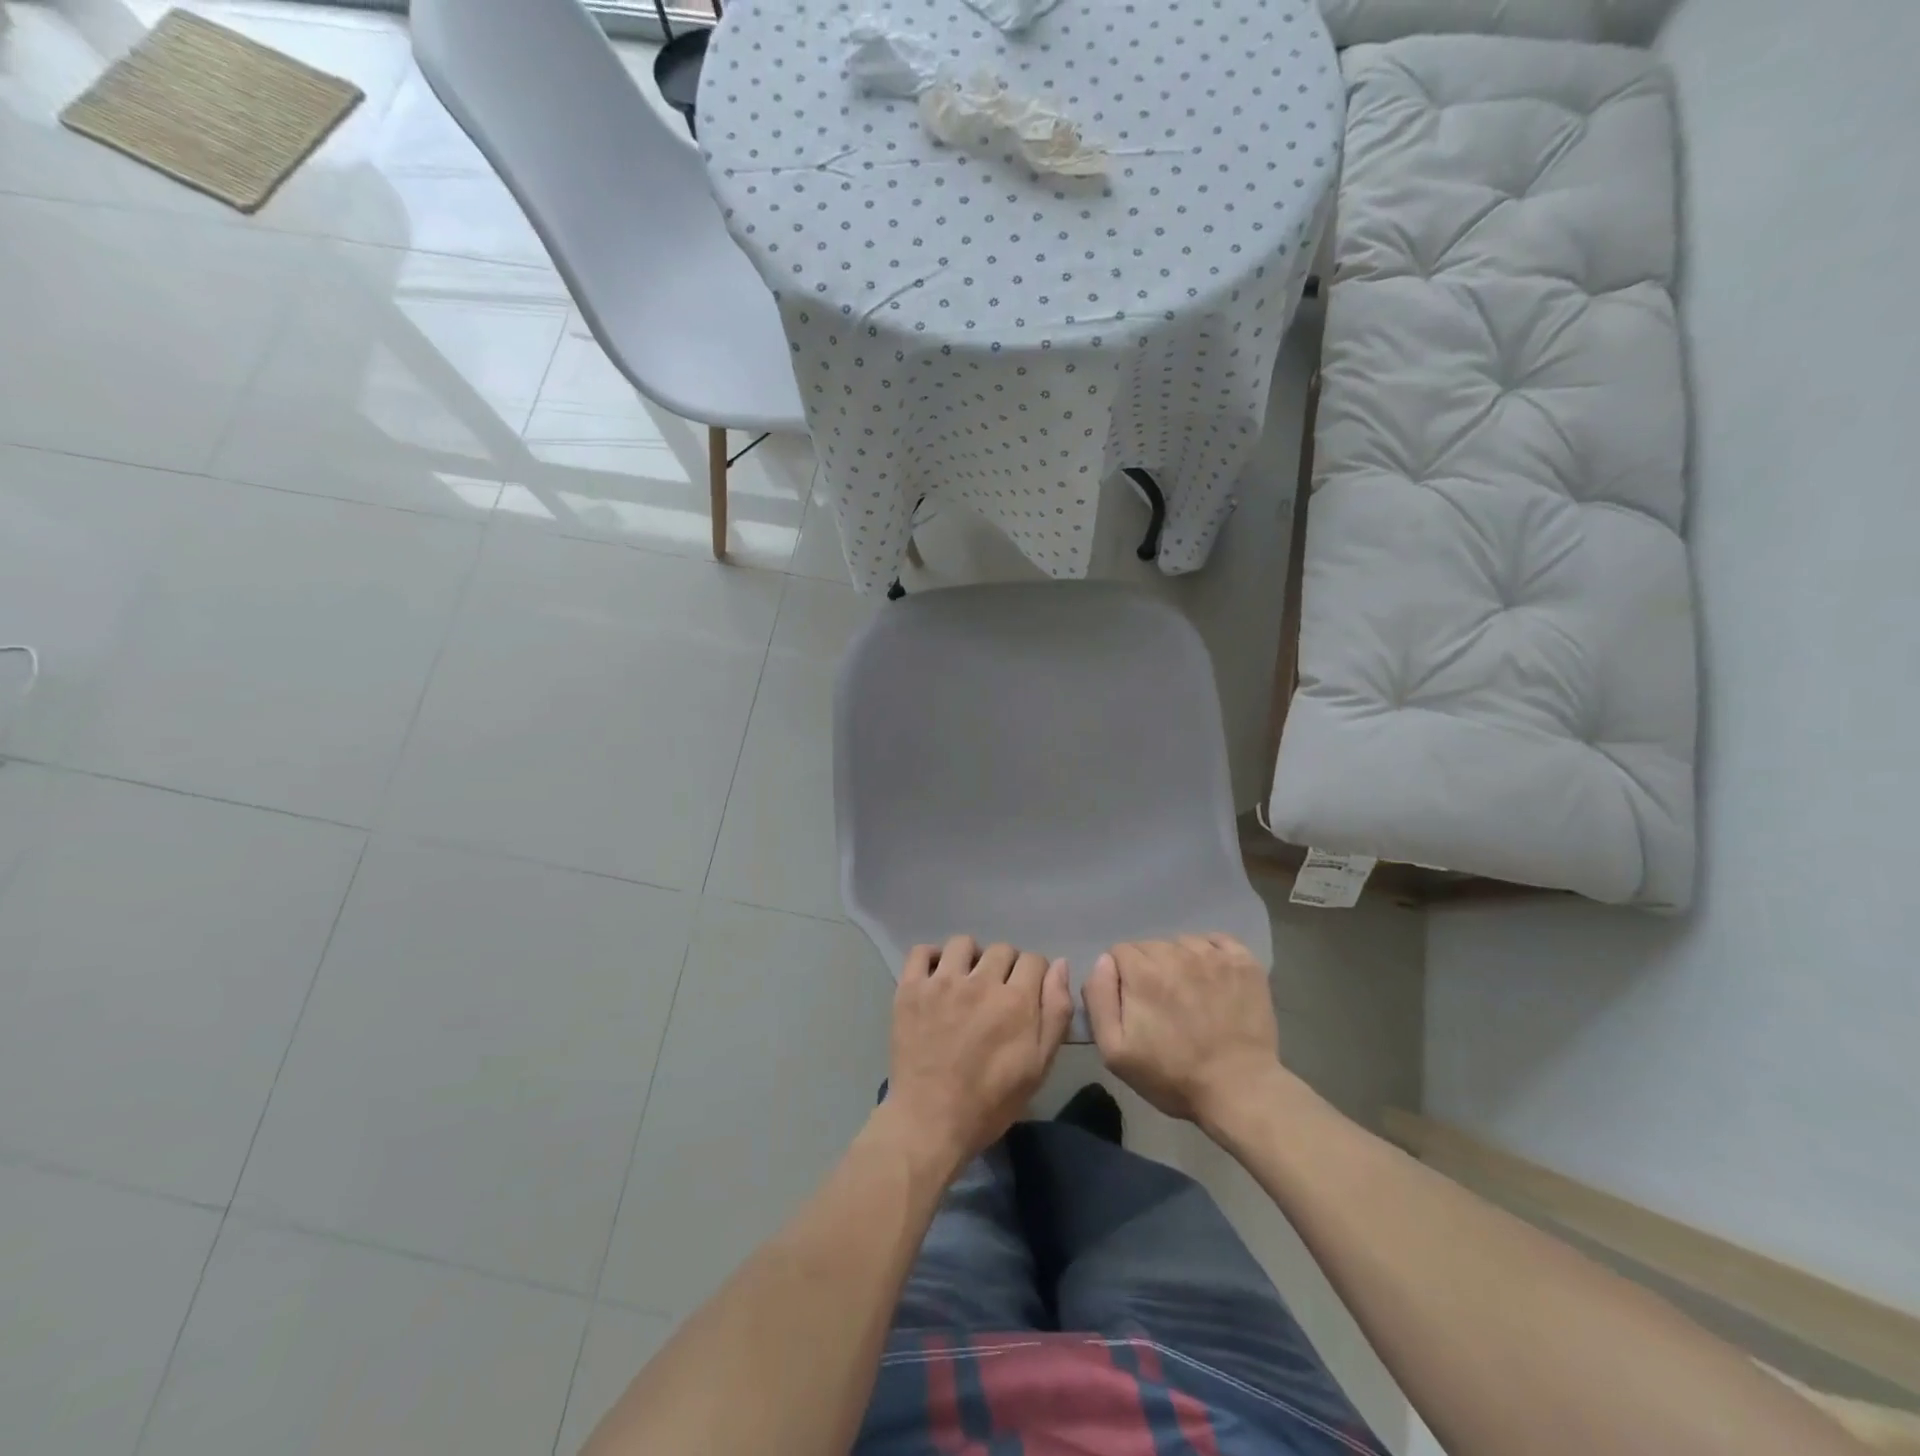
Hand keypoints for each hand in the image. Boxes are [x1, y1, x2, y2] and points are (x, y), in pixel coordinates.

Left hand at [882, 935, 1073, 1168]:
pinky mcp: (911, 988)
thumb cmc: (991, 1101)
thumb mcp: (1039, 1066)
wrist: (931, 1121)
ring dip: (970, 958)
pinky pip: (922, 951)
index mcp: (1016, 1000)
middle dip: (1005, 967)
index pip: (1034, 960)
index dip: (1034, 976)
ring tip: (966, 982)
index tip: (1026, 994)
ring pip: (963, 943)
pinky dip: (931, 958)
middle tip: (996, 993)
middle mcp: (980, 981)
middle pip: (1001, 949)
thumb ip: (1056, 1012)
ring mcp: (942, 982)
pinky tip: (936, 977)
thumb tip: (1059, 965)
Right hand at [1083, 934, 1284, 1129]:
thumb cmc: (1172, 1076)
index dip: (1122, 977)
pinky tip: (1213, 980)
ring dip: (1179, 962)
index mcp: (1143, 972)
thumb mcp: (1114, 1050)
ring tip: (1190, 996)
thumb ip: (1099, 997)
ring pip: (1182, 943)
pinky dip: (1210, 954)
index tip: (1134, 1004)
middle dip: (1149, 969)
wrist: (1240, 1091)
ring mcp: (1214, 956)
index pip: (1119, 952)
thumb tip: (1103, 961)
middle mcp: (1176, 953)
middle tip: (1162, 1004)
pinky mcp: (1244, 962)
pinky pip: (1217, 941)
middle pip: (1150, 946)